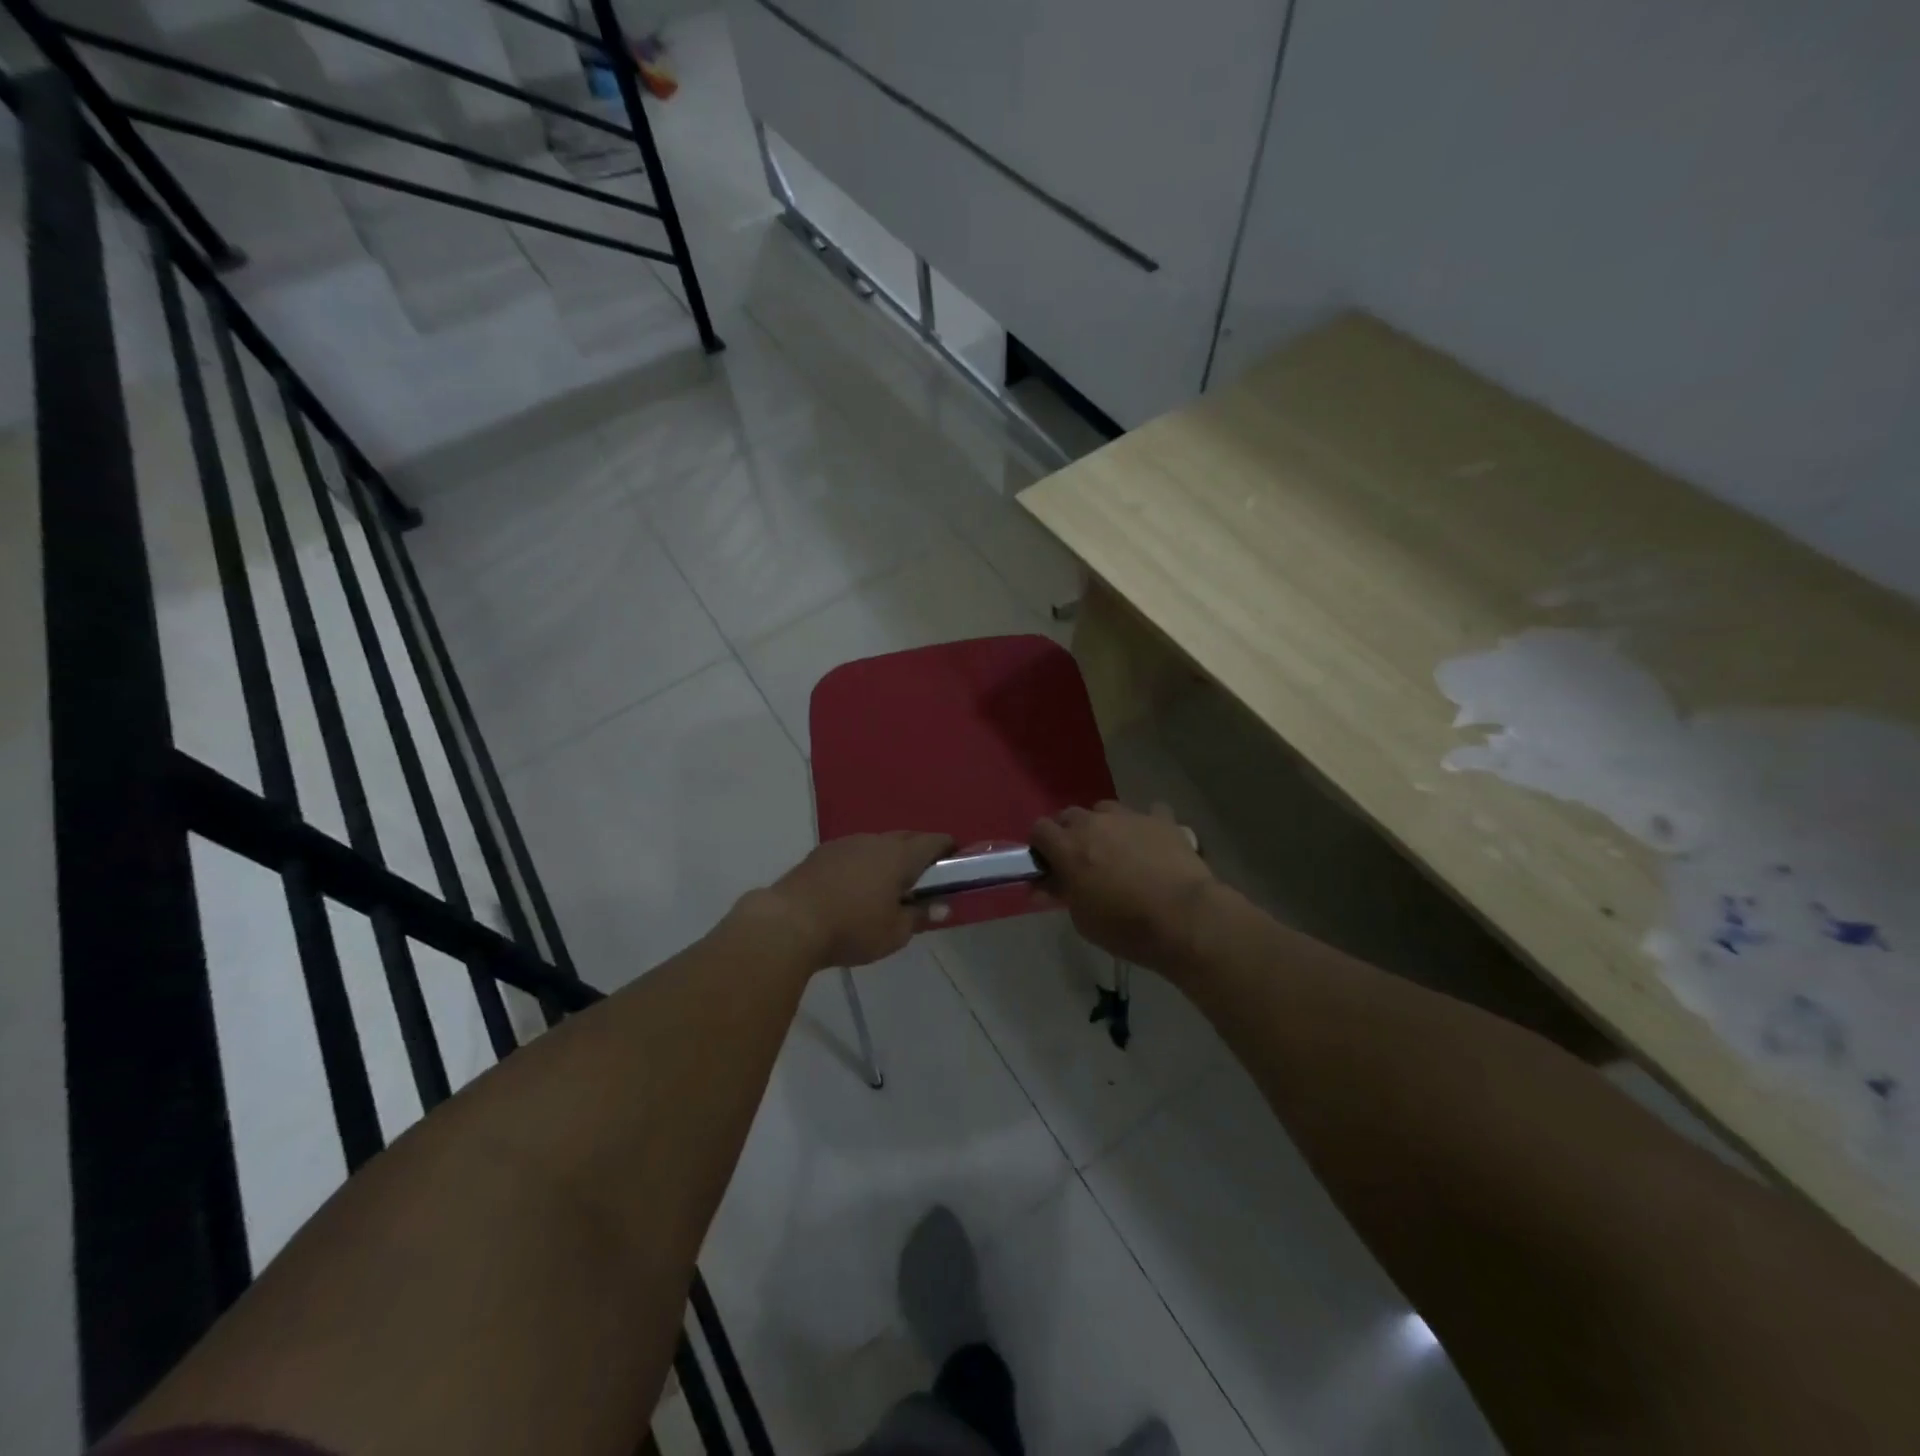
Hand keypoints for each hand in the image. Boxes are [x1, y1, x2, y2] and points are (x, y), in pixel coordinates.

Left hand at [760, 831, 954, 968]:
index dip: (948, 848)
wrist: (790, 922)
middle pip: (906, 837)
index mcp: (899, 856)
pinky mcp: (821, 852)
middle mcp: (875, 840)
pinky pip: (853, 852)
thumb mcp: (894, 933)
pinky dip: (862, 863)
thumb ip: (920, 916)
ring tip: (888, 883)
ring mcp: (846, 843)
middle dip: (919, 851)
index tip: (955, 862)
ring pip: (877, 843)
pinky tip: (855, 886)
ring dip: (888, 857)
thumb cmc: (852, 929)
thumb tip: (941, 906)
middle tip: (924, 876)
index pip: (934, 841)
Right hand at [1031, 802, 1215, 971]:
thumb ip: (1062, 894)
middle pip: (1070, 816)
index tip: (1049, 866)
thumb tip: (1045, 886)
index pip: (1039, 829)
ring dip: (1104, 826)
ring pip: (1106, 809)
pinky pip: (1148, 812)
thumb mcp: (1082, 919)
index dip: (1041, 846)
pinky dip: (1146, 825)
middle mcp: (1094, 823)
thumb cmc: (1126, 926)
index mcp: (1068, 847)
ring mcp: (1130, 816)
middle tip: (1082, 862)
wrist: (1185, 918)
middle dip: (1070, 834)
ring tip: (1117, 851)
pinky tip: (1152, 843)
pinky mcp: (1162, 819)